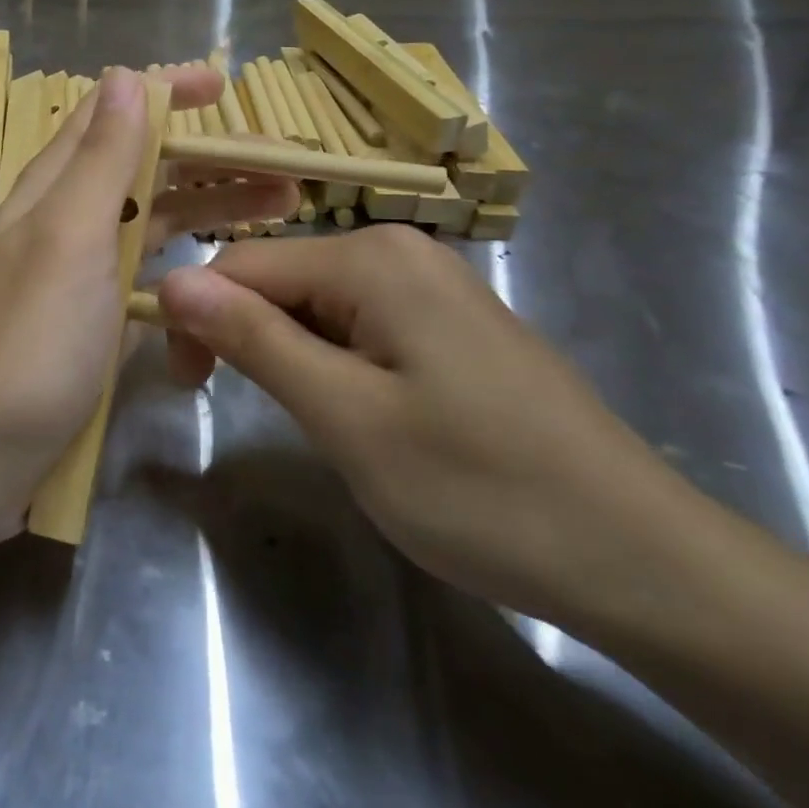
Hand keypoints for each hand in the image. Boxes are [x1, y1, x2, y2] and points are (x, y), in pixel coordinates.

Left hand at [0, 66, 298, 543]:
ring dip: (211, 212)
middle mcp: (69, 224)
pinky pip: (150, 285)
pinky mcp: (94, 329)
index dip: (165, 93)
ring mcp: (82, 280)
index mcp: (57, 189)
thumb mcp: (68, 238)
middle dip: (211, 161)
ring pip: (153, 226)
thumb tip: (127, 76)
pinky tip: (227, 283)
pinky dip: (188, 274)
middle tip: (285, 170)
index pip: (112, 115)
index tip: (225, 87)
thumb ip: (100, 160)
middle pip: (146, 171)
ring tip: (280, 213)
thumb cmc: (25, 341)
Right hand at [158, 227, 714, 633]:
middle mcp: (399, 250)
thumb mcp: (346, 417)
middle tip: (250, 411)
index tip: (187, 390)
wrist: (638, 557)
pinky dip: (334, 360)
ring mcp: (431, 283)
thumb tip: (170, 281)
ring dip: (290, 354)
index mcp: (371, 258)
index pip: (241, 266)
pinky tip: (360, 410)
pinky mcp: (450, 321)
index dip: (197, 320)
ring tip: (317, 420)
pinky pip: (360, 322)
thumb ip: (253, 340)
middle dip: (245, 335)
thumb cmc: (481, 489)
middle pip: (280, 278)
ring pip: (317, 303)